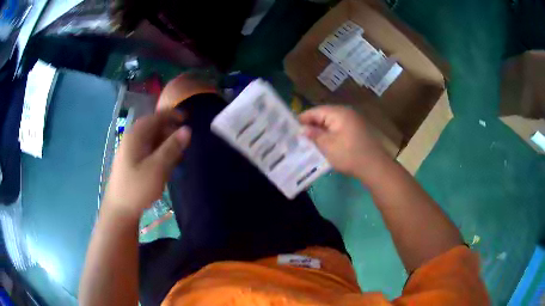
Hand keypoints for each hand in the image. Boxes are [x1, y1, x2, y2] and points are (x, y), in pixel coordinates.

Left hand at [103, 111, 190, 215]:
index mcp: (135, 136)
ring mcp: (130, 151)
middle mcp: (131, 139)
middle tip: (185, 139)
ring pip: (150, 140)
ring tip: (178, 152)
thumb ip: (172, 147)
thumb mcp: (158, 167)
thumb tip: (187, 130)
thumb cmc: (138, 187)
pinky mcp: (131, 163)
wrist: (120, 210)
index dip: (171, 115)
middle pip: (152, 127)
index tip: (187, 118)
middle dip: (169, 130)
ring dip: (165, 142)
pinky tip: (166, 163)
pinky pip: (147, 150)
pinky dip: (159, 152)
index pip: (155, 117)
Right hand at [299, 105, 388, 179]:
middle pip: (324, 115)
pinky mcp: (357, 131)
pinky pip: (339, 129)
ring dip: (320, 131)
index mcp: (339, 113)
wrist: (375, 167)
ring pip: (331, 123)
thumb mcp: (328, 146)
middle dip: (311, 125)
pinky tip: (323, 144)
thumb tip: (302, 129)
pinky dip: (330, 135)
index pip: (316, 111)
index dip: (303, 118)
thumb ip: (313, 135)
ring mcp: (353, 122)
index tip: (291, 127)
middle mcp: (346, 113)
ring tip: (308, 140)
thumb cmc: (349, 155)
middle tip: (298, 135)